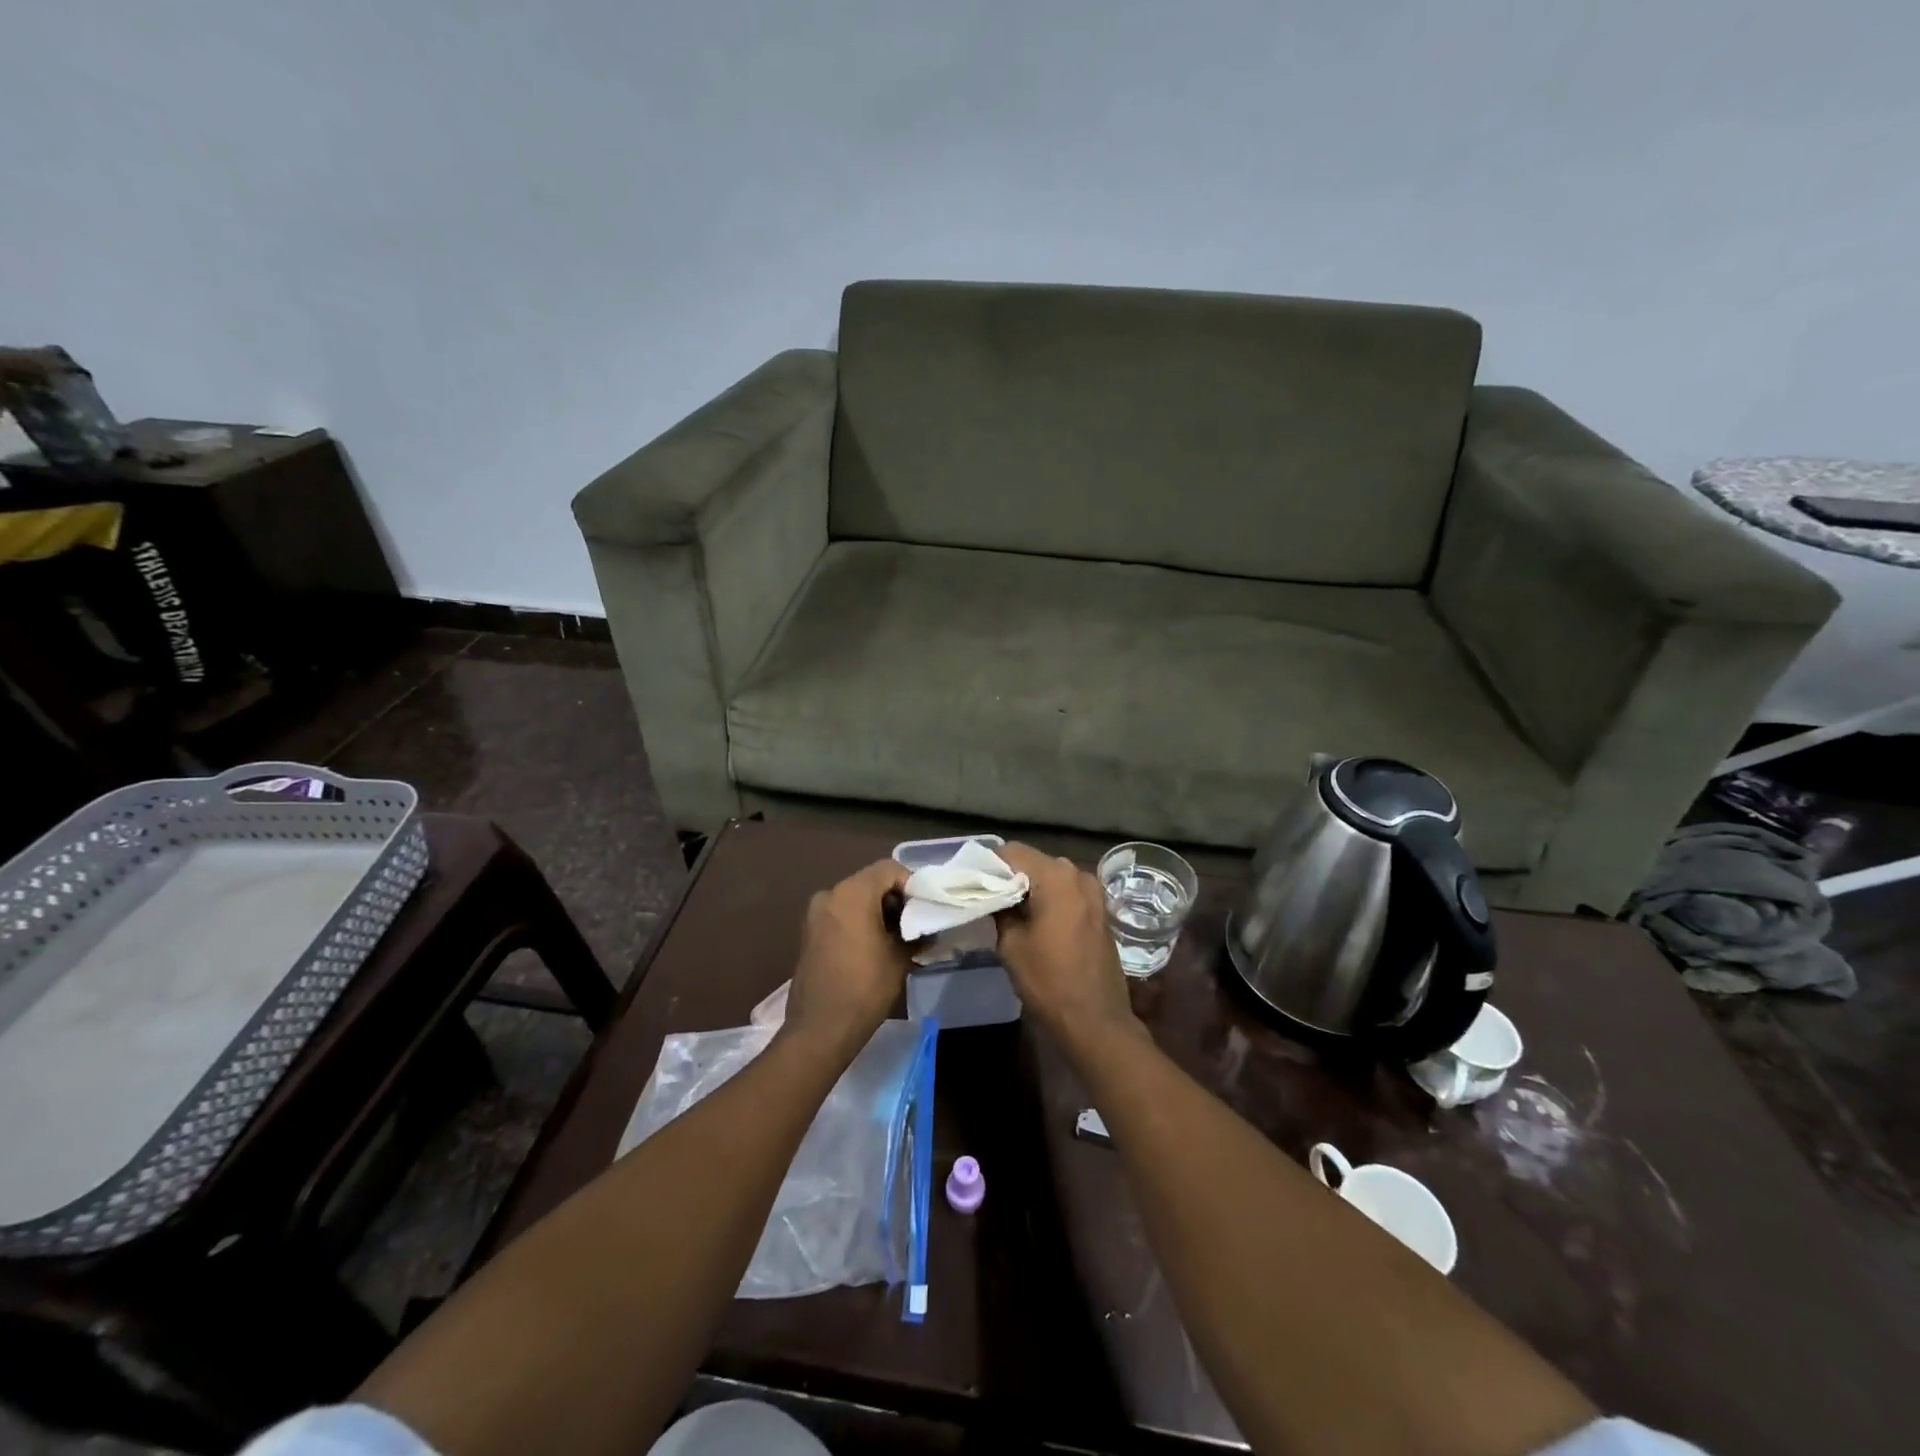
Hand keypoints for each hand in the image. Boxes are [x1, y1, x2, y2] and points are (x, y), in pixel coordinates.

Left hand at [784, 858, 911, 1054]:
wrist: (820, 1029)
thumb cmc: (864, 988)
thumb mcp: (899, 959)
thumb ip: (917, 934)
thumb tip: (930, 929)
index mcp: (852, 893)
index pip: (889, 869)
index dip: (912, 884)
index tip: (926, 908)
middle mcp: (830, 894)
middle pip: (871, 882)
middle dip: (896, 899)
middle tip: (916, 923)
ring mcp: (815, 914)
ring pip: (856, 898)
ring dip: (878, 911)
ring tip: (899, 938)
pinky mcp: (810, 932)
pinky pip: (841, 914)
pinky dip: (860, 921)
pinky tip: (876, 946)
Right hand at [995, 844, 1141, 1053]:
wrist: (1095, 1020)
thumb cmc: (1049, 980)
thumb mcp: (1011, 944)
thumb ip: (1000, 909)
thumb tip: (993, 893)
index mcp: (1056, 876)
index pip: (1012, 852)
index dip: (989, 864)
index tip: (972, 881)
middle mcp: (1078, 874)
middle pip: (1034, 861)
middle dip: (1009, 875)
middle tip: (986, 896)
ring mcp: (1093, 891)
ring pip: (1051, 876)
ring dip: (1030, 887)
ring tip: (1007, 909)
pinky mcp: (1099, 910)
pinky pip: (1066, 892)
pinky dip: (1048, 898)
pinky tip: (1033, 920)